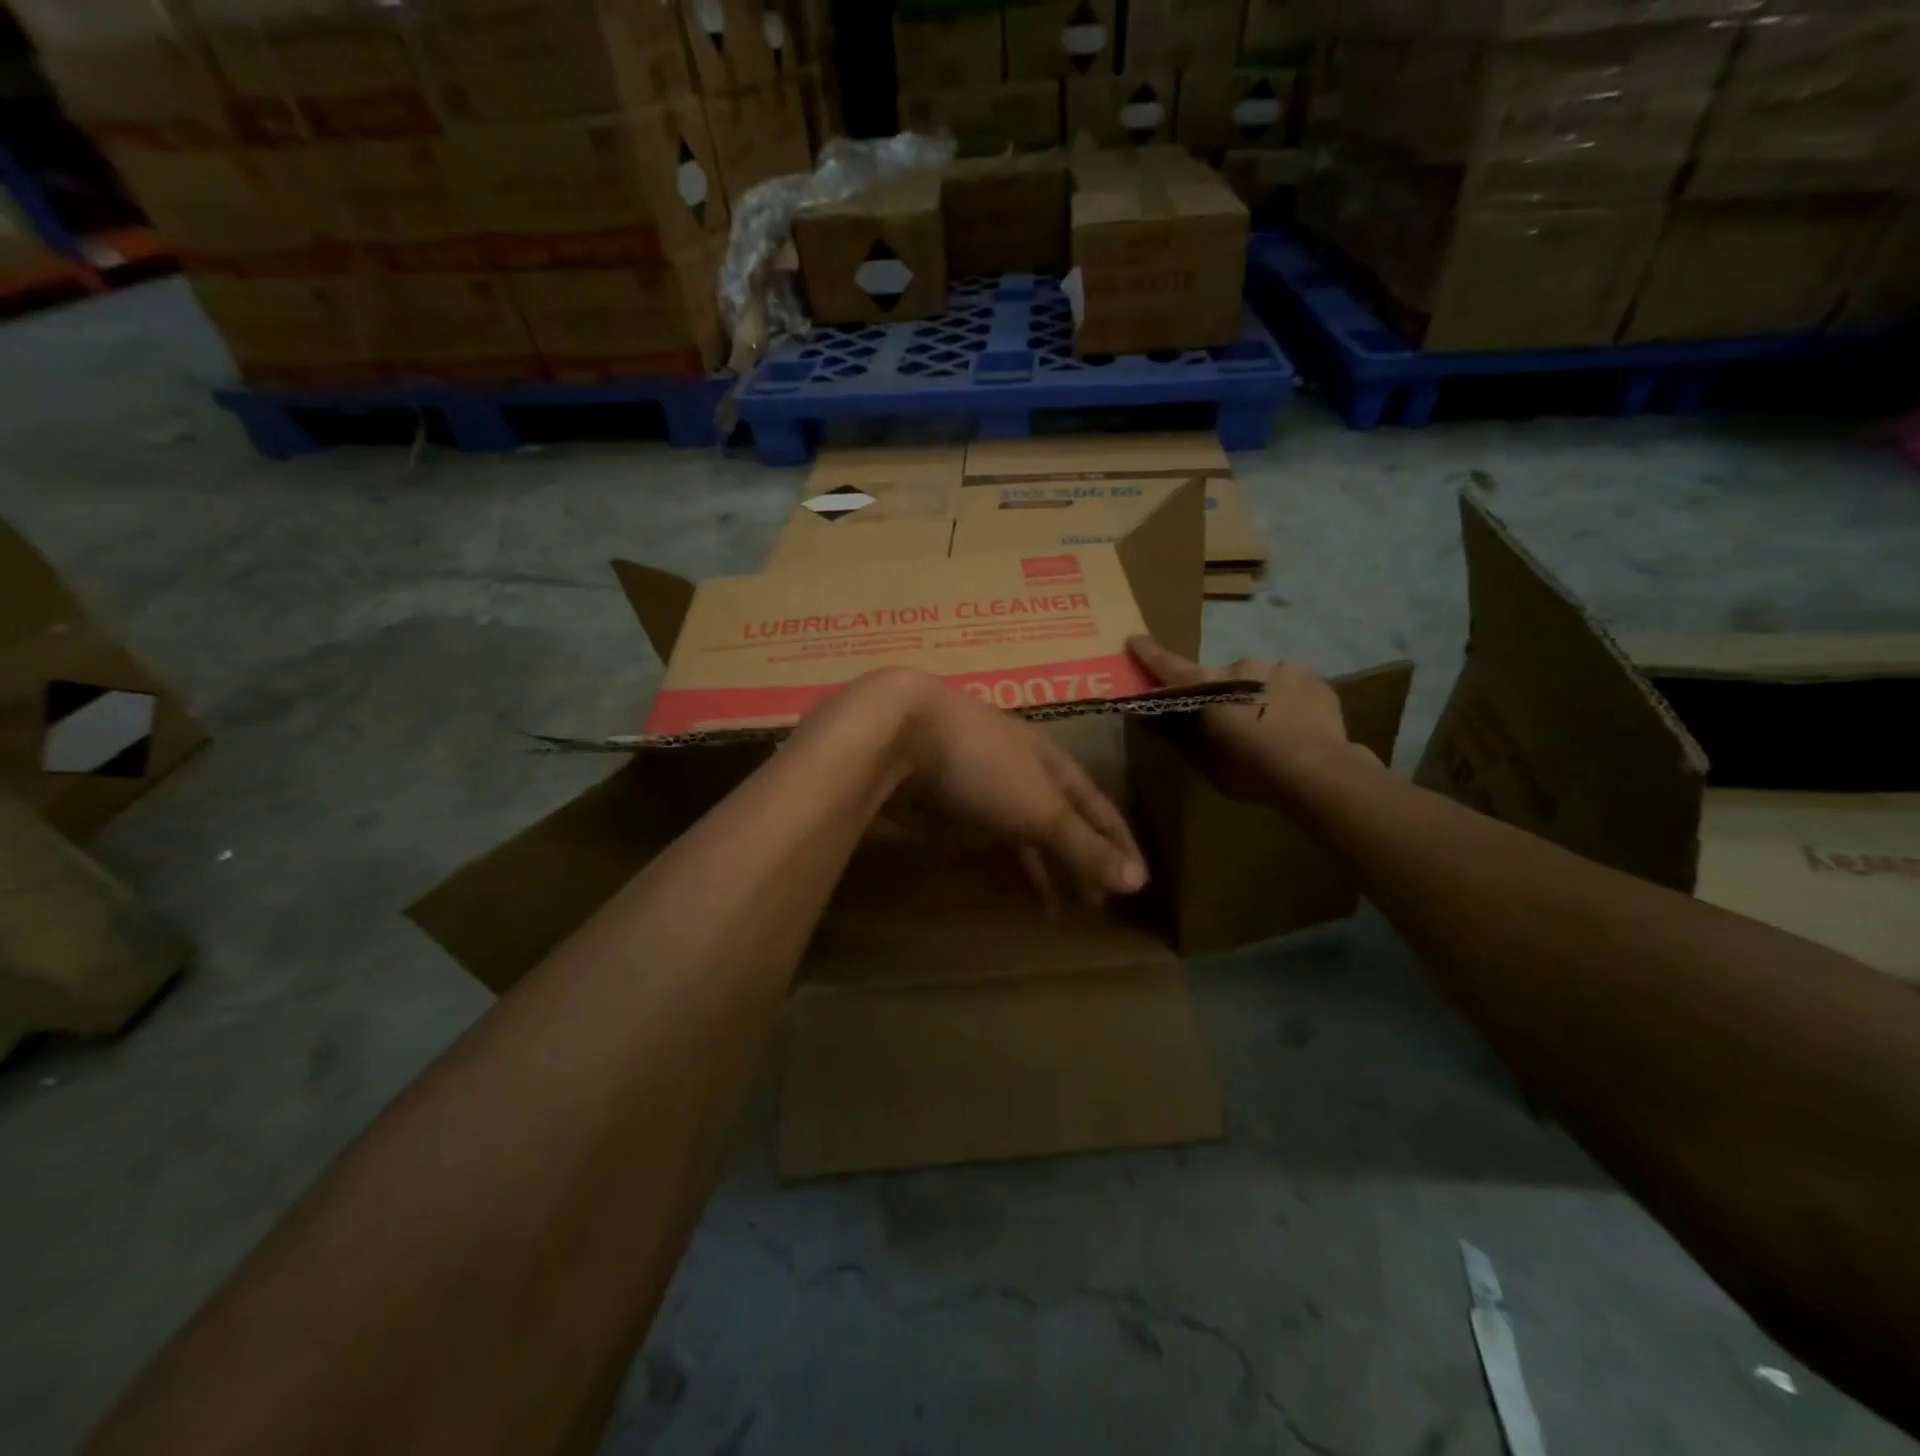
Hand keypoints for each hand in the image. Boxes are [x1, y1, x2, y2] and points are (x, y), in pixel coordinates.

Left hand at [883, 673, 1147, 905]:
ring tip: (1058, 910)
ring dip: (1044, 868)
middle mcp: (1024, 772)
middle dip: (1082, 860)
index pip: (1098, 807)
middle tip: (1097, 904)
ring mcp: (984, 786)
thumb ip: (1084, 846)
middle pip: (1063, 821)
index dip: (1119, 843)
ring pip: (1025, 832)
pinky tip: (1009, 886)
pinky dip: (1006, 864)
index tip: (1139, 880)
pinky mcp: (949, 803)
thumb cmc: (983, 766)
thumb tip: (1139, 881)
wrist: (900, 735)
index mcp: (1054, 765)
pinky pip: (990, 838)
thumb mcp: (1041, 809)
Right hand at [1127, 635, 1351, 803]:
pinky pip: (1291, 686)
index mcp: (1208, 686)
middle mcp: (1240, 666)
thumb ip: (1187, 736)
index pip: (1169, 666)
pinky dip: (1288, 700)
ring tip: (1273, 729)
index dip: (1149, 654)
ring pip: (1260, 680)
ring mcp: (1280, 668)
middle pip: (1222, 677)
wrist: (1318, 770)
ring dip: (1258, 696)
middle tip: (1233, 724)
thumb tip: (1163, 720)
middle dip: (1222, 693)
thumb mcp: (1207, 763)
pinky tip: (1297, 726)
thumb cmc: (1251, 771)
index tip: (1134, 639)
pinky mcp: (1312, 678)